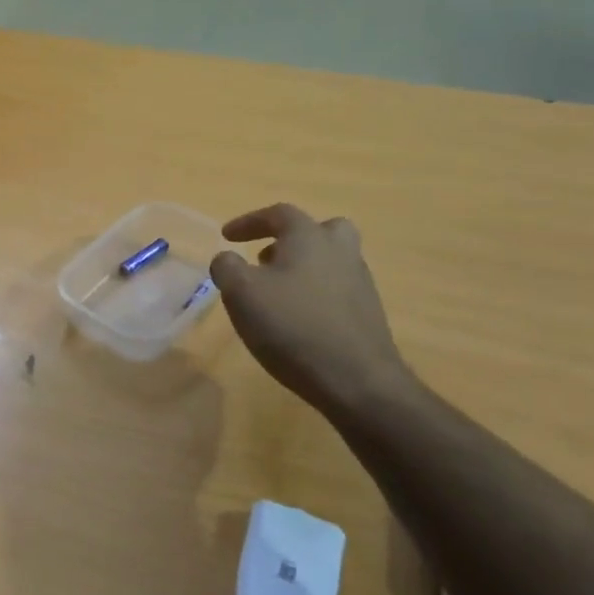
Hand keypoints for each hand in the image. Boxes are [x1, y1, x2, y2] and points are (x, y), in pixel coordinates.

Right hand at [210, 204, 409, 414]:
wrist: (357, 380)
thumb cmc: (292, 326)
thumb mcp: (241, 293)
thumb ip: (227, 267)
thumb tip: (227, 258)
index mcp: (309, 237)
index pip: (278, 214)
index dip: (248, 222)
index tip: (226, 236)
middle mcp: (340, 251)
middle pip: (319, 230)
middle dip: (290, 238)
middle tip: (267, 257)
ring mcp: (359, 282)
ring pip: (330, 260)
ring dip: (302, 267)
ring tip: (276, 292)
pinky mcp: (367, 313)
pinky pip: (337, 289)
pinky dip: (315, 293)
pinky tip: (297, 319)